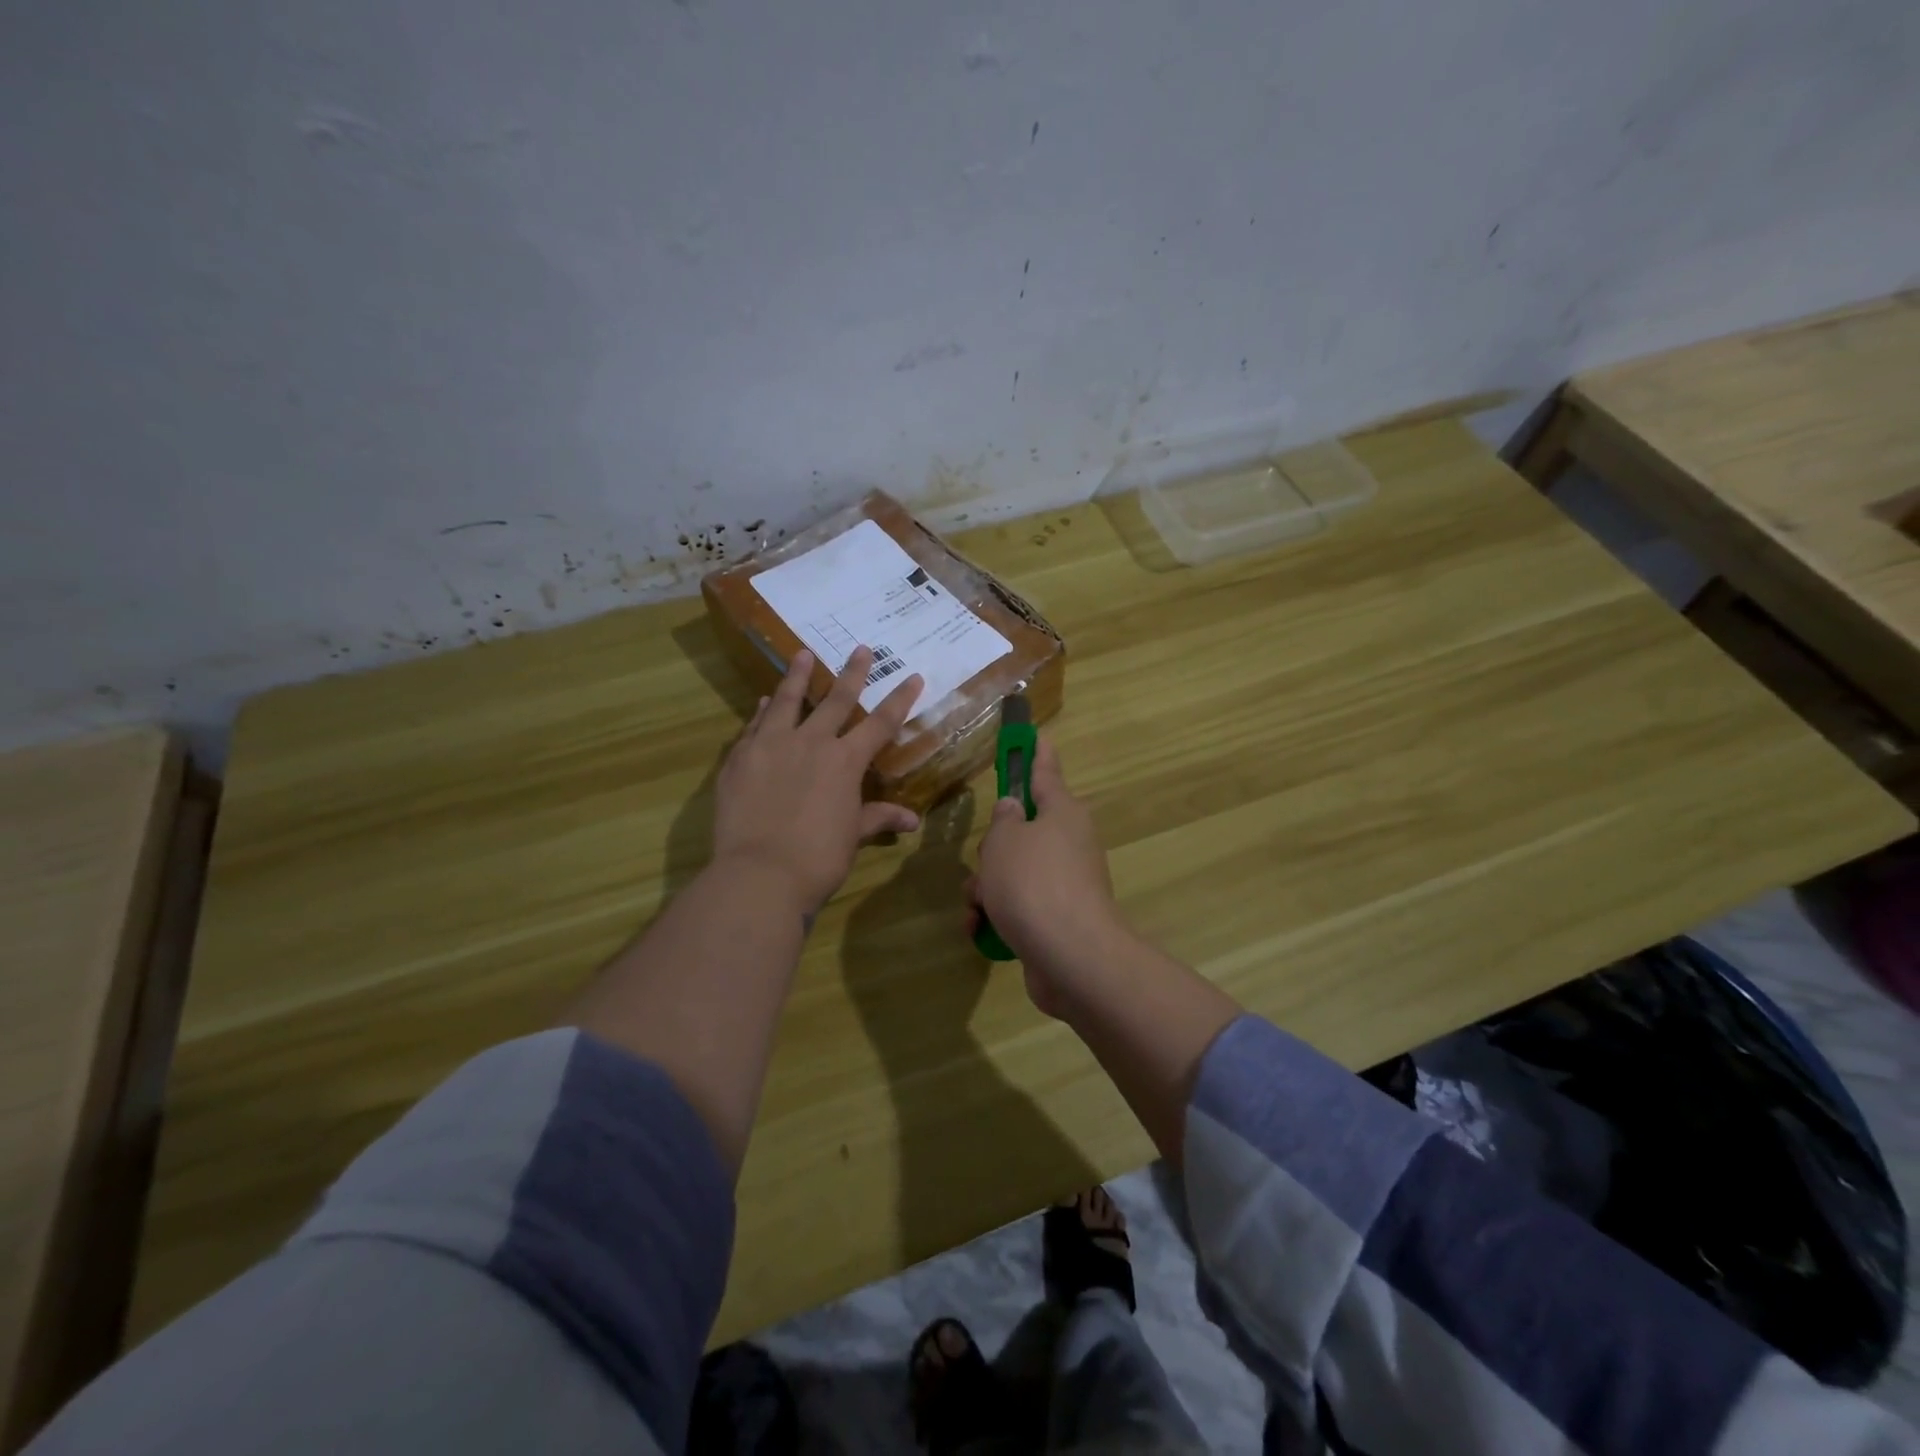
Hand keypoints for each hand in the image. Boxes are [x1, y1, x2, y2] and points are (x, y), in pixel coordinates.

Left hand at [713, 647, 923, 912]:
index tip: (914, 676)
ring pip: (788, 701)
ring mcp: (772, 746)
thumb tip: (911, 821)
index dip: (900, 699)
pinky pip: (755, 726)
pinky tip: (764, 702)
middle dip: (852, 673)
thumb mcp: (852, 836)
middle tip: (861, 649)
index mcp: (845, 761)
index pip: (881, 724)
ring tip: (802, 654)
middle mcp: (811, 743)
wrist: (760, 873)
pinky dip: (763, 712)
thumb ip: (877, 818)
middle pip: (836, 700)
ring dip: (798, 676)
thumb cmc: (818, 858)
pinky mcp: (740, 758)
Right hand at [965, 739, 1128, 1016]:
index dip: (1035, 752)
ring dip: (987, 887)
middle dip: (992, 850)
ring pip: (1014, 871)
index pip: (1045, 771)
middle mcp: (1069, 842)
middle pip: (1021, 831)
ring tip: (978, 906)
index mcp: (1062, 812)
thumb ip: (1003, 820)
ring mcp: (1065, 883)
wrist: (1071, 957)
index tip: (1035, 734)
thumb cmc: (1033, 883)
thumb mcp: (1004, 841)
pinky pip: (1019, 905)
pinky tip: (981, 930)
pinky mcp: (1057, 918)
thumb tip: (1013, 811)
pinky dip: (998, 915)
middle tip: (984, 863)